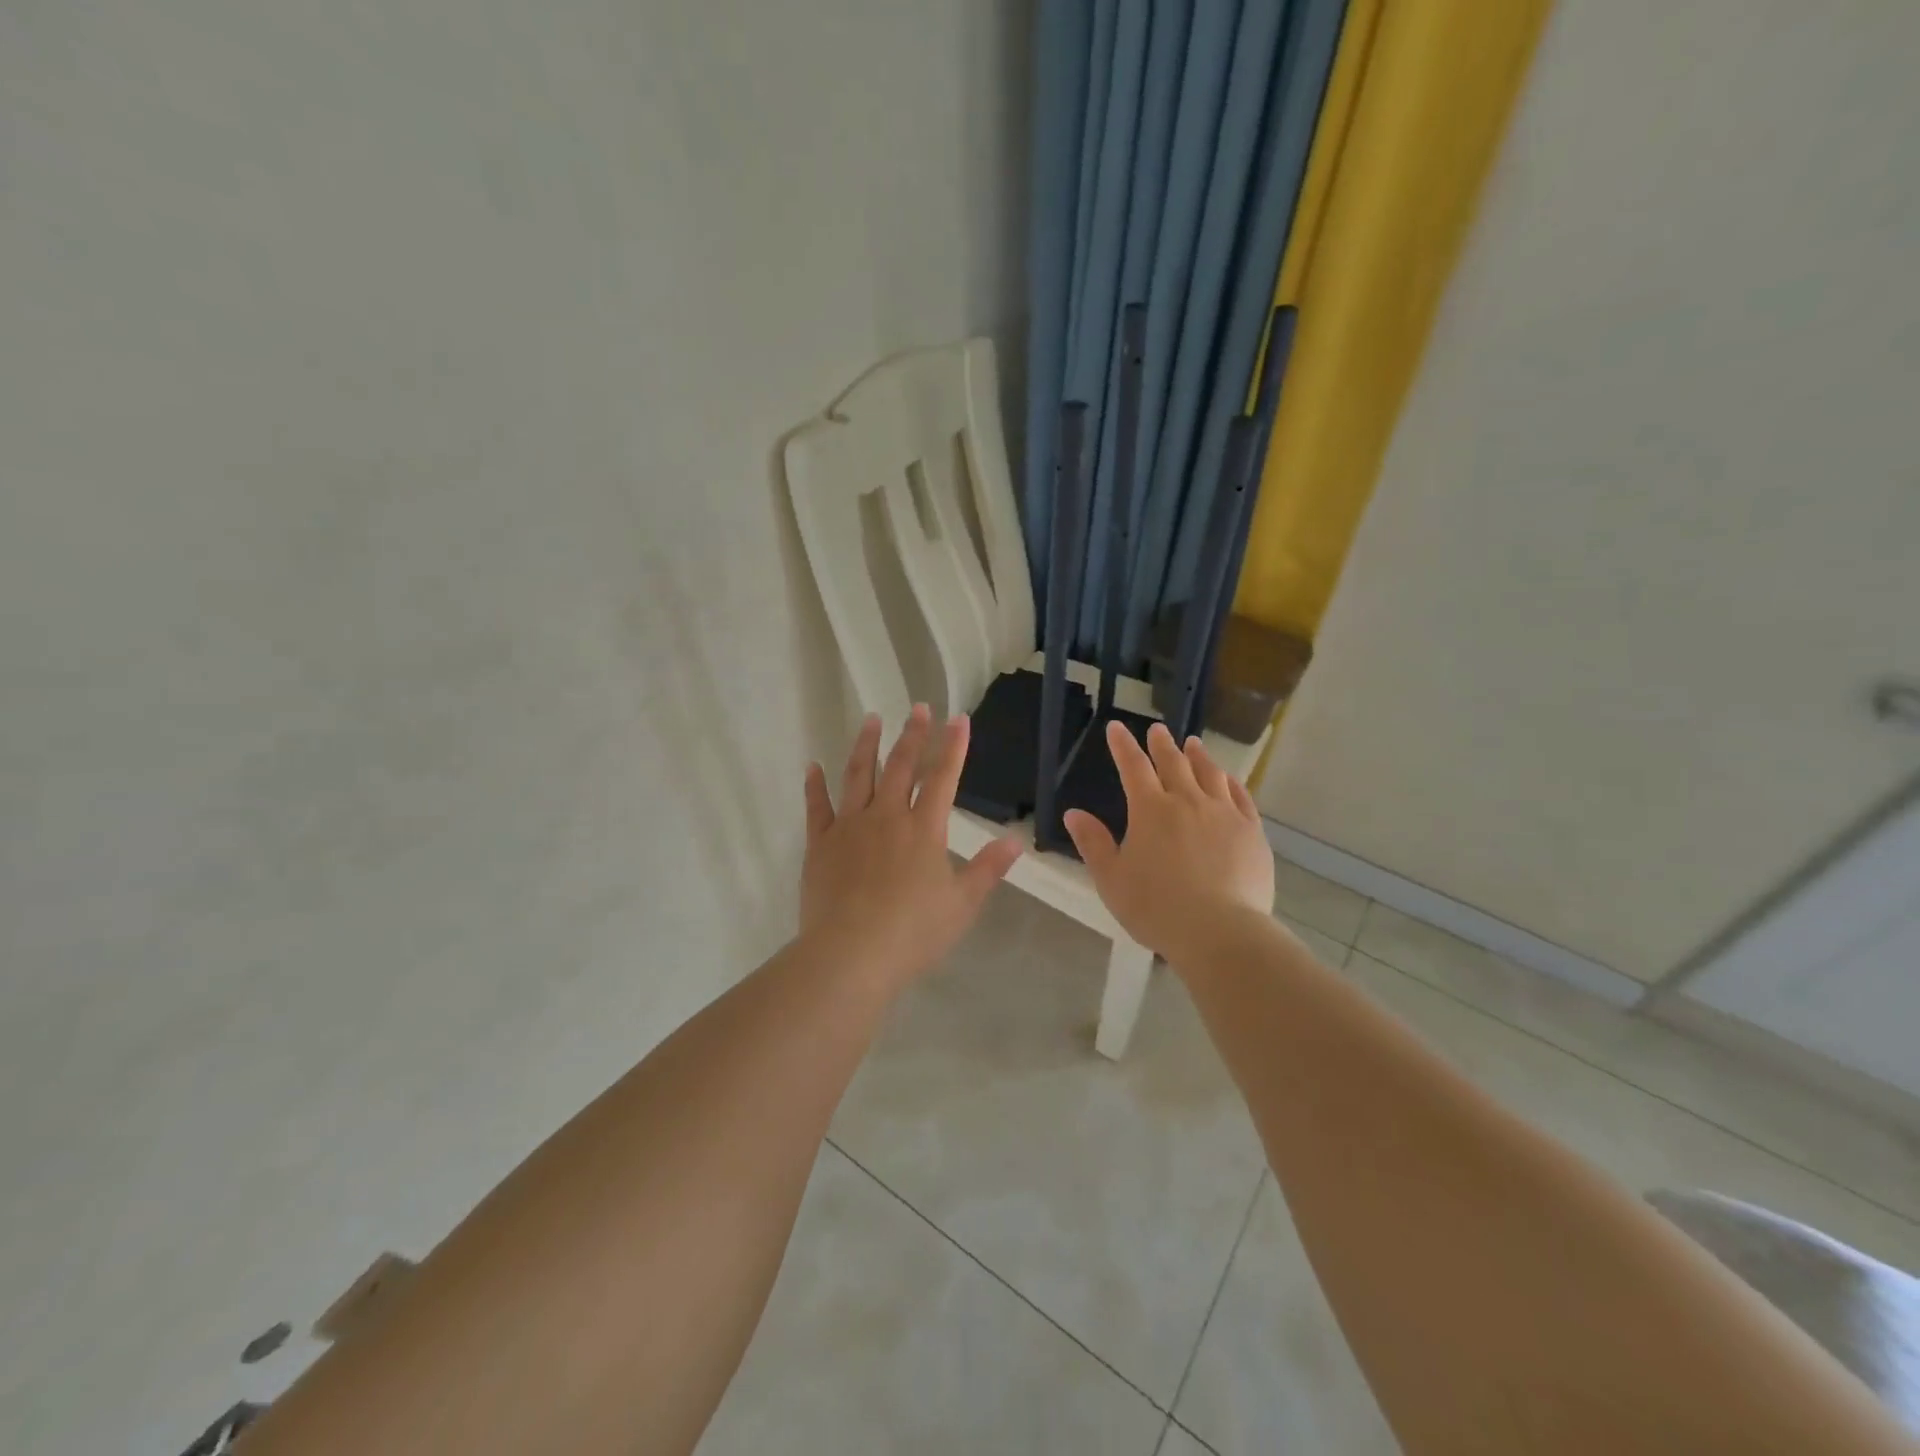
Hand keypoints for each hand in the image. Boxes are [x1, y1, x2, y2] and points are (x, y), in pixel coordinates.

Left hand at [800, 704, 1022, 991]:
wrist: (851, 954)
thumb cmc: (913, 933)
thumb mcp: (962, 904)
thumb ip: (988, 869)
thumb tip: (1015, 841)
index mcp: (924, 829)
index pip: (943, 777)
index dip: (953, 746)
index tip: (958, 718)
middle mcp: (887, 817)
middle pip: (901, 766)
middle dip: (913, 735)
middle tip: (918, 707)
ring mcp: (850, 827)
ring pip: (858, 775)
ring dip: (866, 745)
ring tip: (871, 719)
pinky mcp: (820, 844)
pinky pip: (817, 807)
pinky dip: (815, 785)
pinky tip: (813, 766)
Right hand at [1063, 721, 1273, 964]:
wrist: (1219, 931)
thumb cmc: (1155, 907)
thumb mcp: (1111, 879)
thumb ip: (1093, 843)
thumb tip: (1073, 813)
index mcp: (1150, 810)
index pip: (1133, 767)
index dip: (1123, 745)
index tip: (1117, 727)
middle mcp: (1187, 801)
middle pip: (1174, 763)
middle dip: (1162, 744)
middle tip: (1158, 730)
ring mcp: (1223, 814)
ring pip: (1210, 774)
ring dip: (1198, 756)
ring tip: (1194, 744)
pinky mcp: (1251, 831)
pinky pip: (1241, 796)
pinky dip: (1231, 782)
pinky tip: (1228, 778)